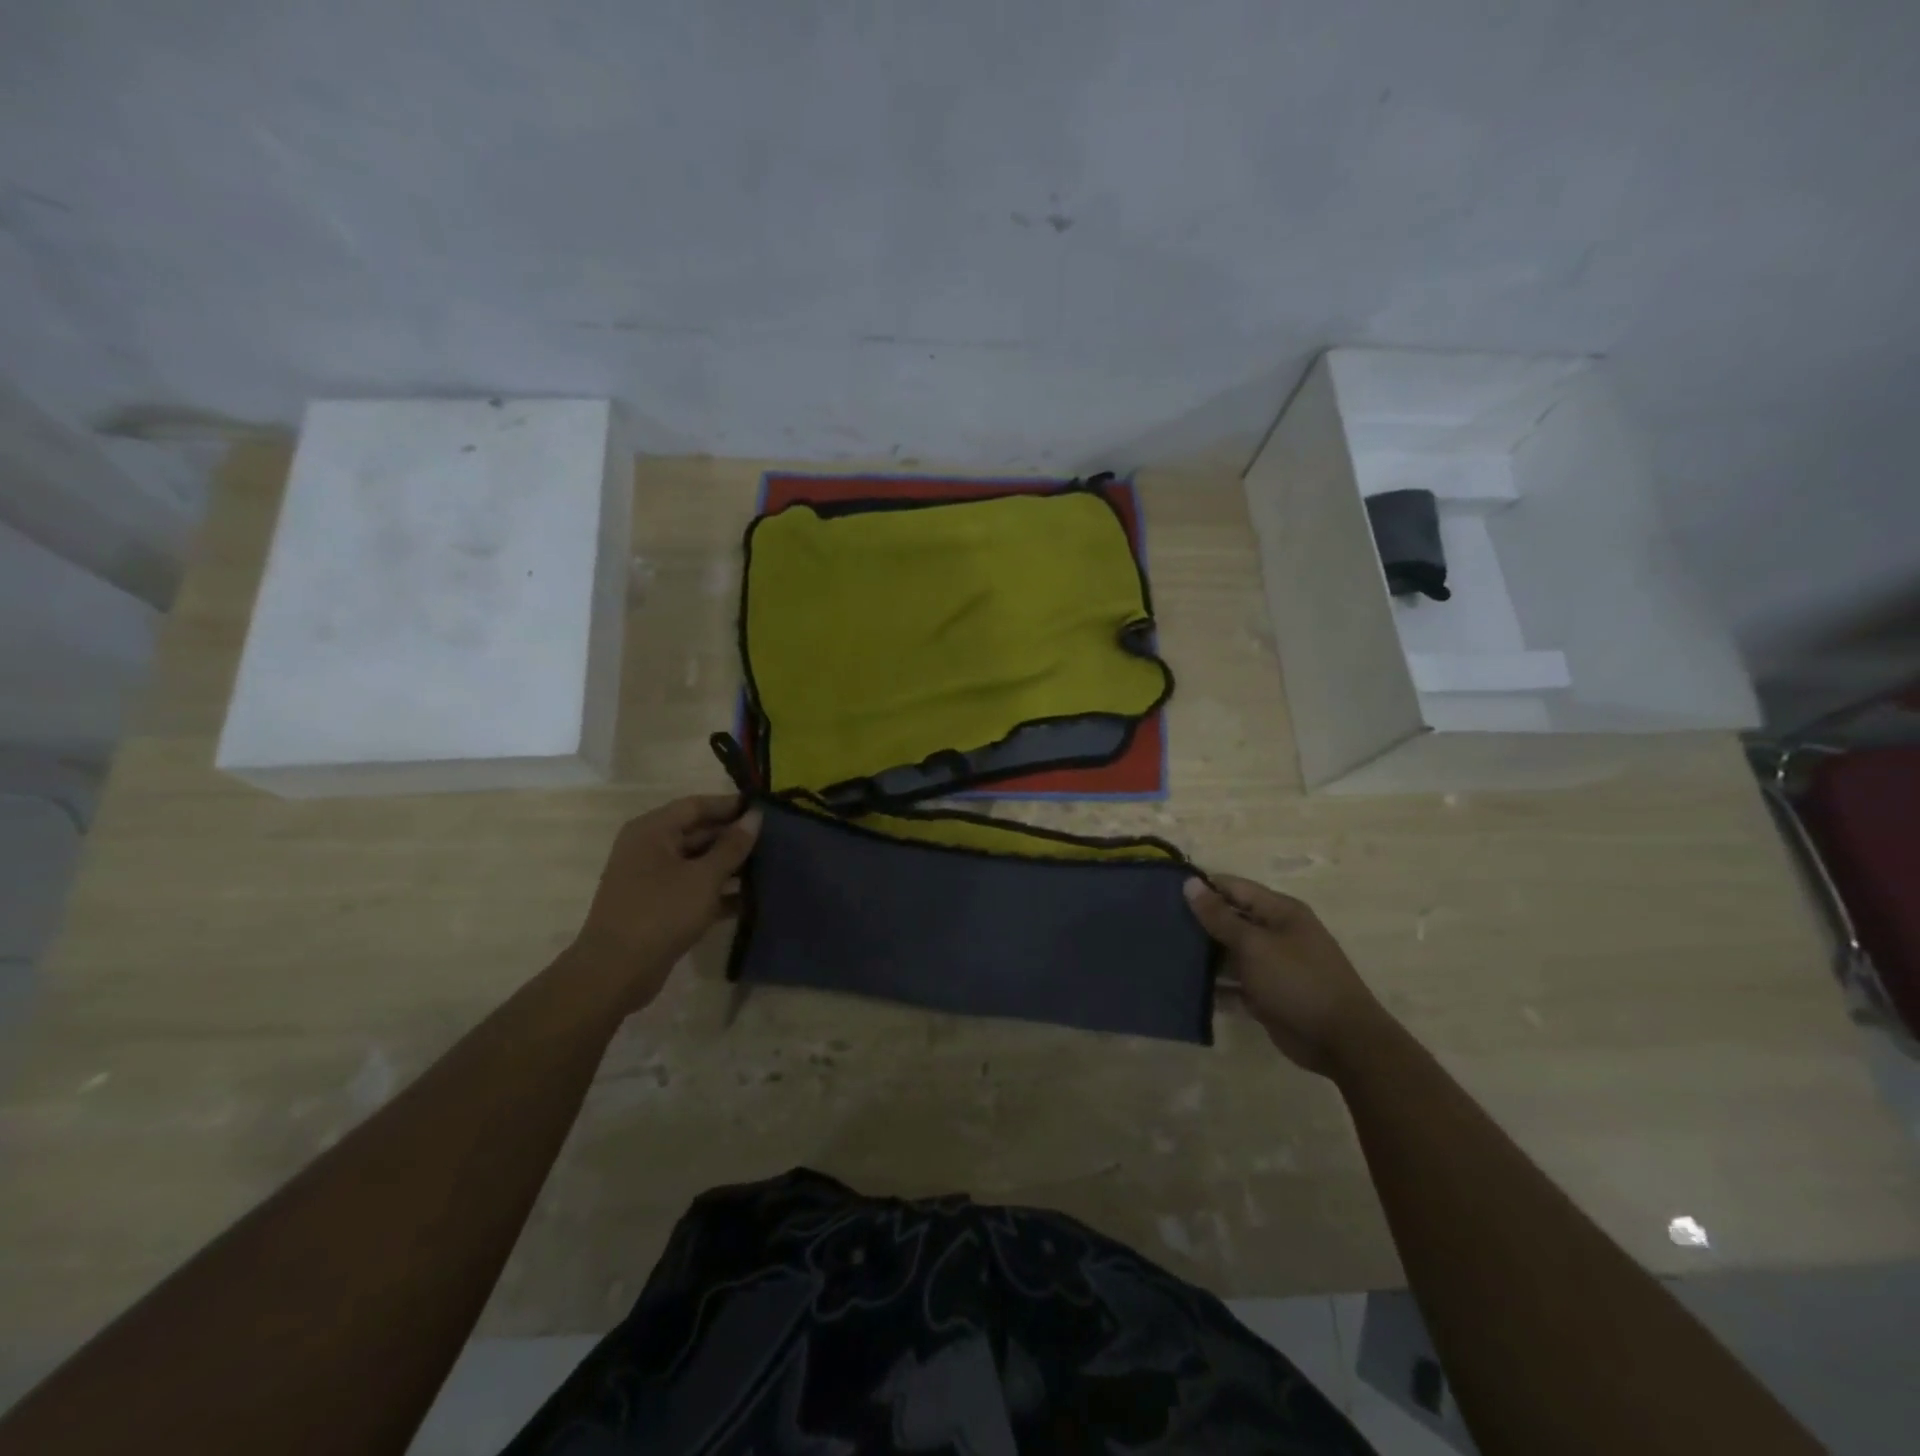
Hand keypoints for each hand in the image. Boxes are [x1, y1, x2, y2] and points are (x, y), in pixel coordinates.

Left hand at [575, 795, 761, 1010]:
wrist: (615, 973)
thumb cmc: (660, 913)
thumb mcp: (704, 877)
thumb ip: (732, 846)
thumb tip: (755, 816)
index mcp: (653, 831)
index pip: (697, 806)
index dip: (731, 806)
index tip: (766, 809)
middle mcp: (649, 849)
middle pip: (698, 833)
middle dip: (734, 837)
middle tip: (775, 840)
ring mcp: (653, 879)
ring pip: (699, 863)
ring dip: (731, 866)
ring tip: (771, 867)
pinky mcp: (660, 907)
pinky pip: (694, 889)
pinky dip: (719, 892)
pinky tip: (753, 899)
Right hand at [1183, 874, 1383, 1073]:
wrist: (1342, 1042)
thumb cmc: (1298, 981)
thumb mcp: (1255, 945)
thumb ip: (1220, 917)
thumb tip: (1190, 883)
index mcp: (1280, 912)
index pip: (1234, 887)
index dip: (1203, 887)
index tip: (1164, 892)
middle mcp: (1276, 933)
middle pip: (1230, 919)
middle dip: (1198, 922)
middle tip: (1158, 924)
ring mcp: (1272, 966)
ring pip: (1229, 953)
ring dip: (1203, 955)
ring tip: (1164, 952)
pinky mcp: (1266, 995)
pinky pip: (1234, 984)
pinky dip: (1214, 986)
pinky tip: (1184, 986)